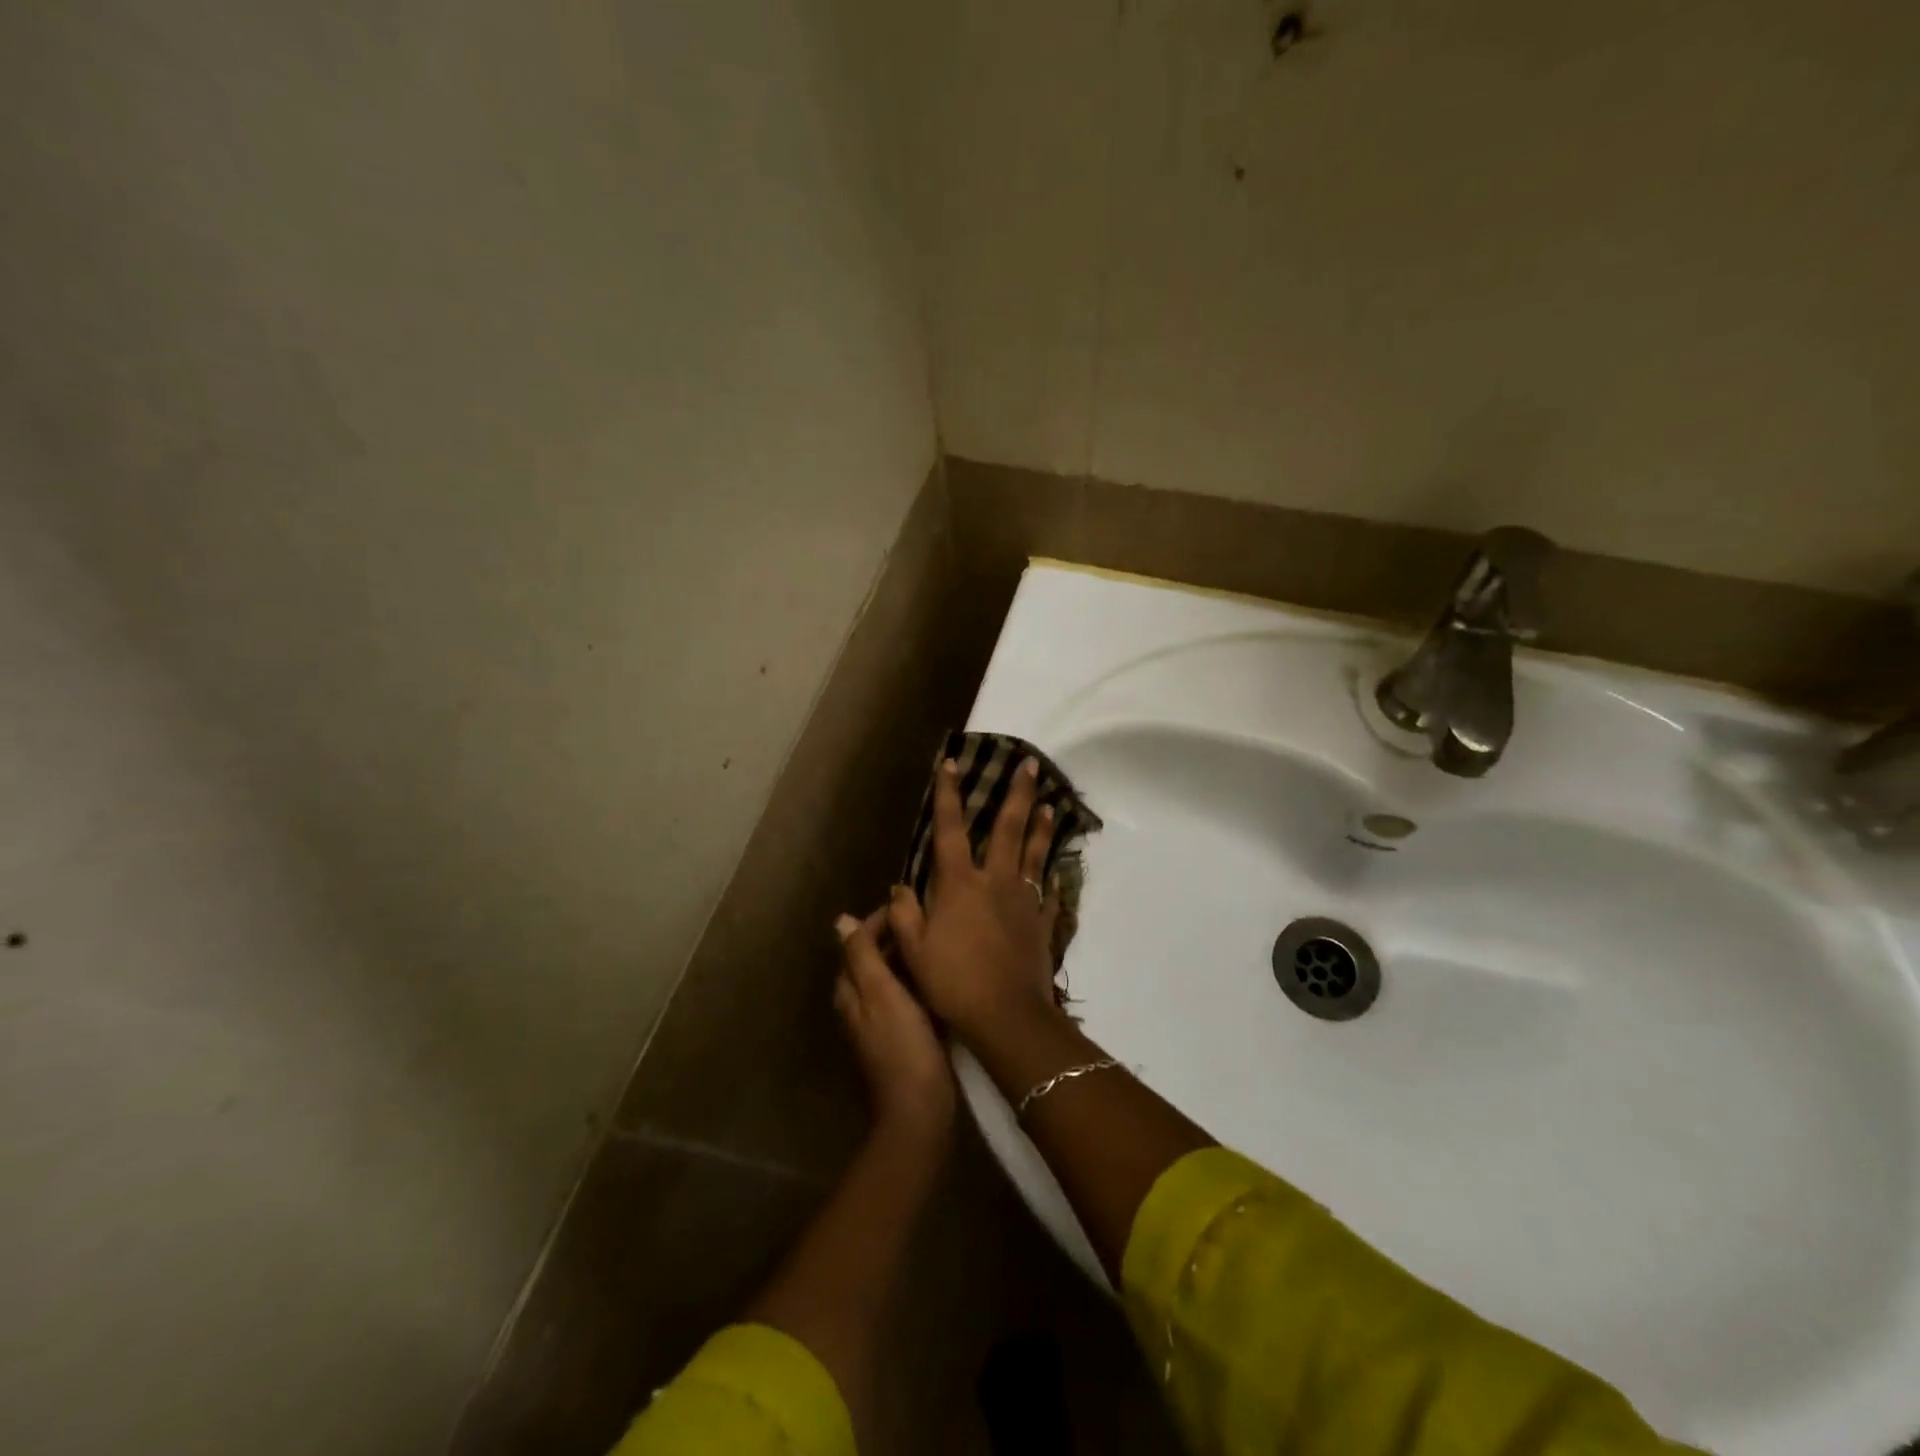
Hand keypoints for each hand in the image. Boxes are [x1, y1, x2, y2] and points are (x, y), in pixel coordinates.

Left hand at [834, 909, 955, 1147]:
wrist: (919, 1110)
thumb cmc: (901, 1045)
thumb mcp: (881, 993)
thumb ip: (862, 955)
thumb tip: (841, 920)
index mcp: (850, 989)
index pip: (858, 940)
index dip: (880, 919)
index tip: (912, 903)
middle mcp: (860, 1002)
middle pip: (874, 956)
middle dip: (897, 936)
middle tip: (931, 919)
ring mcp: (881, 1020)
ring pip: (893, 975)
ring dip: (910, 957)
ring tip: (939, 940)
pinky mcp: (903, 1035)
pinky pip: (909, 996)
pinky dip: (920, 981)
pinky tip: (942, 975)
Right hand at [887, 756, 1062, 1044]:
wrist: (1005, 1016)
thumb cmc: (952, 982)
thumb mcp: (913, 951)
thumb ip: (904, 915)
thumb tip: (900, 887)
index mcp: (960, 883)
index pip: (950, 829)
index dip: (949, 794)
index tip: (951, 763)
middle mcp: (995, 880)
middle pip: (1009, 828)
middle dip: (1019, 793)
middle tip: (1031, 764)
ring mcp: (1025, 900)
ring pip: (1036, 853)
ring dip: (1043, 826)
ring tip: (1051, 803)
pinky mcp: (1043, 922)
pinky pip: (1050, 893)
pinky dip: (1054, 878)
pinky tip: (1059, 870)